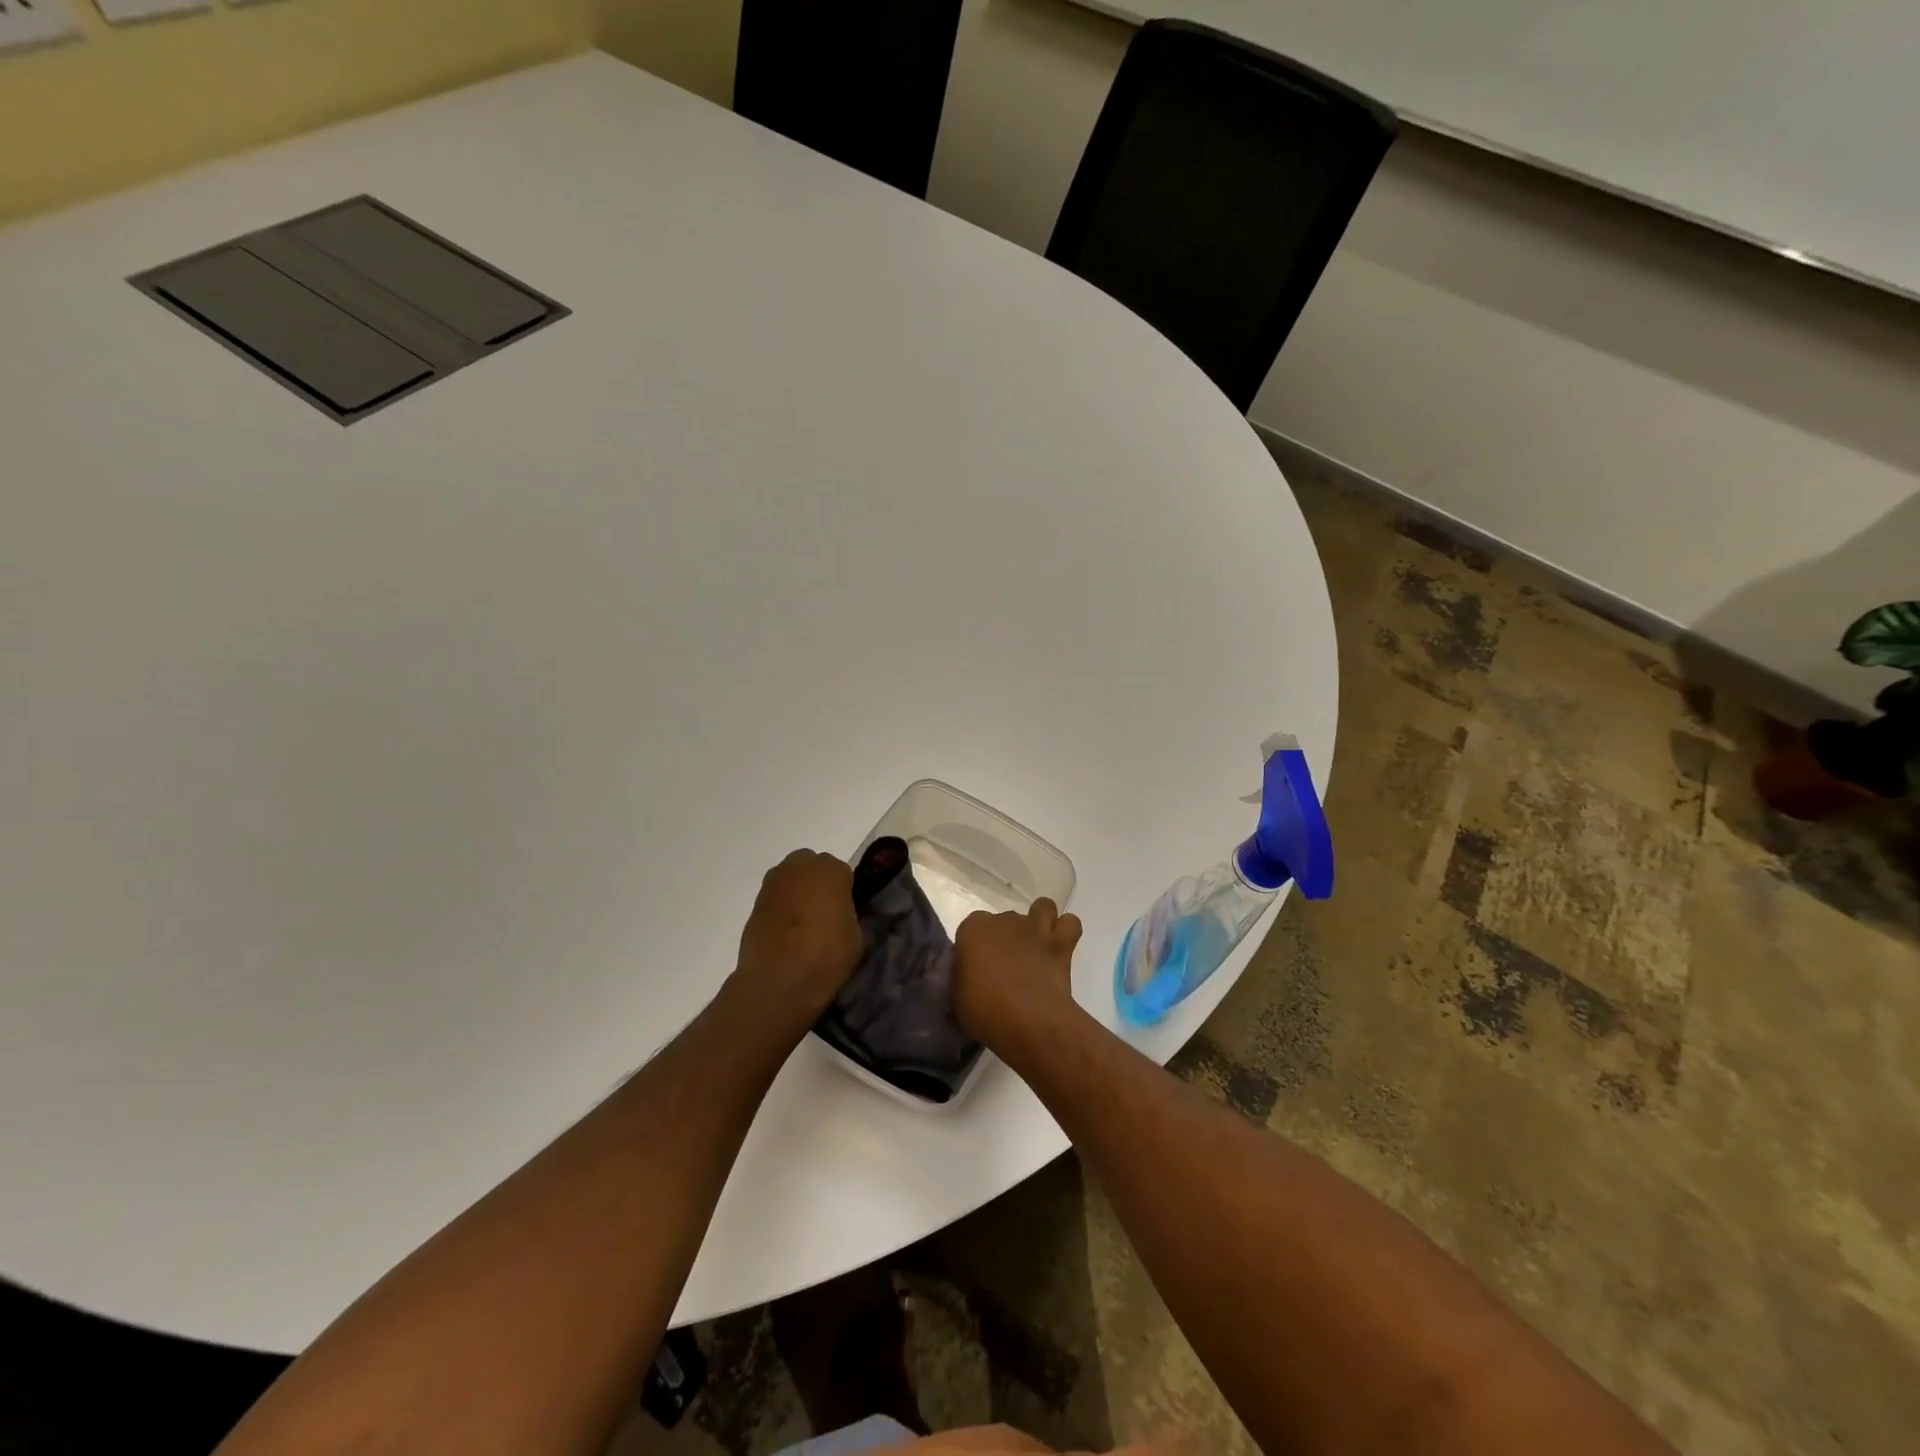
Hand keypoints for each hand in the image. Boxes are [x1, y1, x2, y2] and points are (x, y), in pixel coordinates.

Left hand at [733, 850, 862, 1029]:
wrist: (777, 982)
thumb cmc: (825, 955)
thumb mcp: (857, 937)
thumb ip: (852, 916)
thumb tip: (845, 916)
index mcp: (829, 870)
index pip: (843, 873)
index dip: (846, 892)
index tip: (847, 912)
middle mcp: (799, 867)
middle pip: (813, 866)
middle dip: (818, 883)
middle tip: (825, 912)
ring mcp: (773, 883)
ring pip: (791, 880)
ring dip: (798, 893)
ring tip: (804, 924)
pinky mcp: (755, 903)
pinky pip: (776, 898)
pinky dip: (781, 909)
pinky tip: (786, 933)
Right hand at [951, 898, 1082, 1049]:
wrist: (1028, 1021)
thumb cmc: (984, 1012)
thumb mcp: (957, 998)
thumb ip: (961, 979)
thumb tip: (968, 978)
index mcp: (973, 929)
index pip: (971, 927)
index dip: (976, 946)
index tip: (978, 968)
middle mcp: (1004, 919)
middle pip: (1005, 919)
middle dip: (1007, 937)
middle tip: (1007, 967)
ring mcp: (1035, 928)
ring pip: (1042, 907)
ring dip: (1039, 922)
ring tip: (1035, 947)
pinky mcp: (1061, 943)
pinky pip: (1070, 924)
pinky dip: (1066, 931)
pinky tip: (1059, 948)